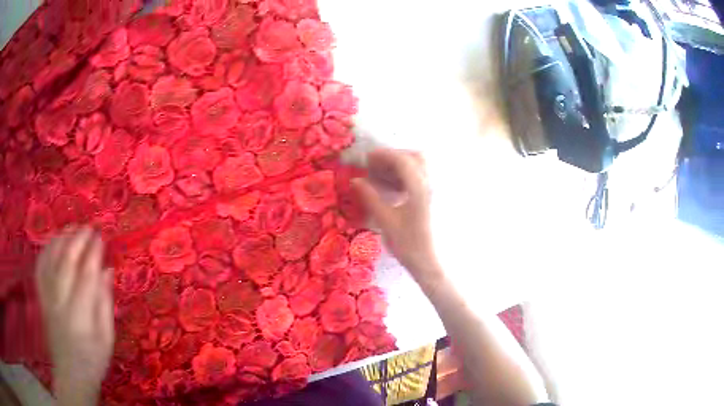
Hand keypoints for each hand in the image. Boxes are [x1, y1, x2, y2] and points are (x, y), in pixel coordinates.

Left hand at [35, 227, 113, 405]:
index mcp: (80, 314)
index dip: (93, 252)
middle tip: (88, 226)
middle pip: (66, 261)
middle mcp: (61, 301)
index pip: (86, 274)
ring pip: (51, 260)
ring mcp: (48, 298)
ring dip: (61, 239)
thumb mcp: (106, 338)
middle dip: (78, 239)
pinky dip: (45, 250)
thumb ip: (105, 304)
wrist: (70, 374)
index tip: (101, 237)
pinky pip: (40, 267)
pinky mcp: (41, 297)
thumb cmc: (93, 360)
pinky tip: (52, 242)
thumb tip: (107, 271)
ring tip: (71, 228)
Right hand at [352, 149, 441, 284]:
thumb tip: (355, 181)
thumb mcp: (386, 221)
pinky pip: (424, 178)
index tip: (367, 158)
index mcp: (420, 188)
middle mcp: (432, 184)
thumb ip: (370, 197)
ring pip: (421, 167)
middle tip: (377, 166)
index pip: (402, 160)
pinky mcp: (438, 198)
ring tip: (384, 177)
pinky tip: (397, 190)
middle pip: (416, 157)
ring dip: (402, 166)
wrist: (432, 264)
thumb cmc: (409, 245)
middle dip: (395, 157)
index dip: (383, 155)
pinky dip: (409, 177)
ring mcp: (437, 191)